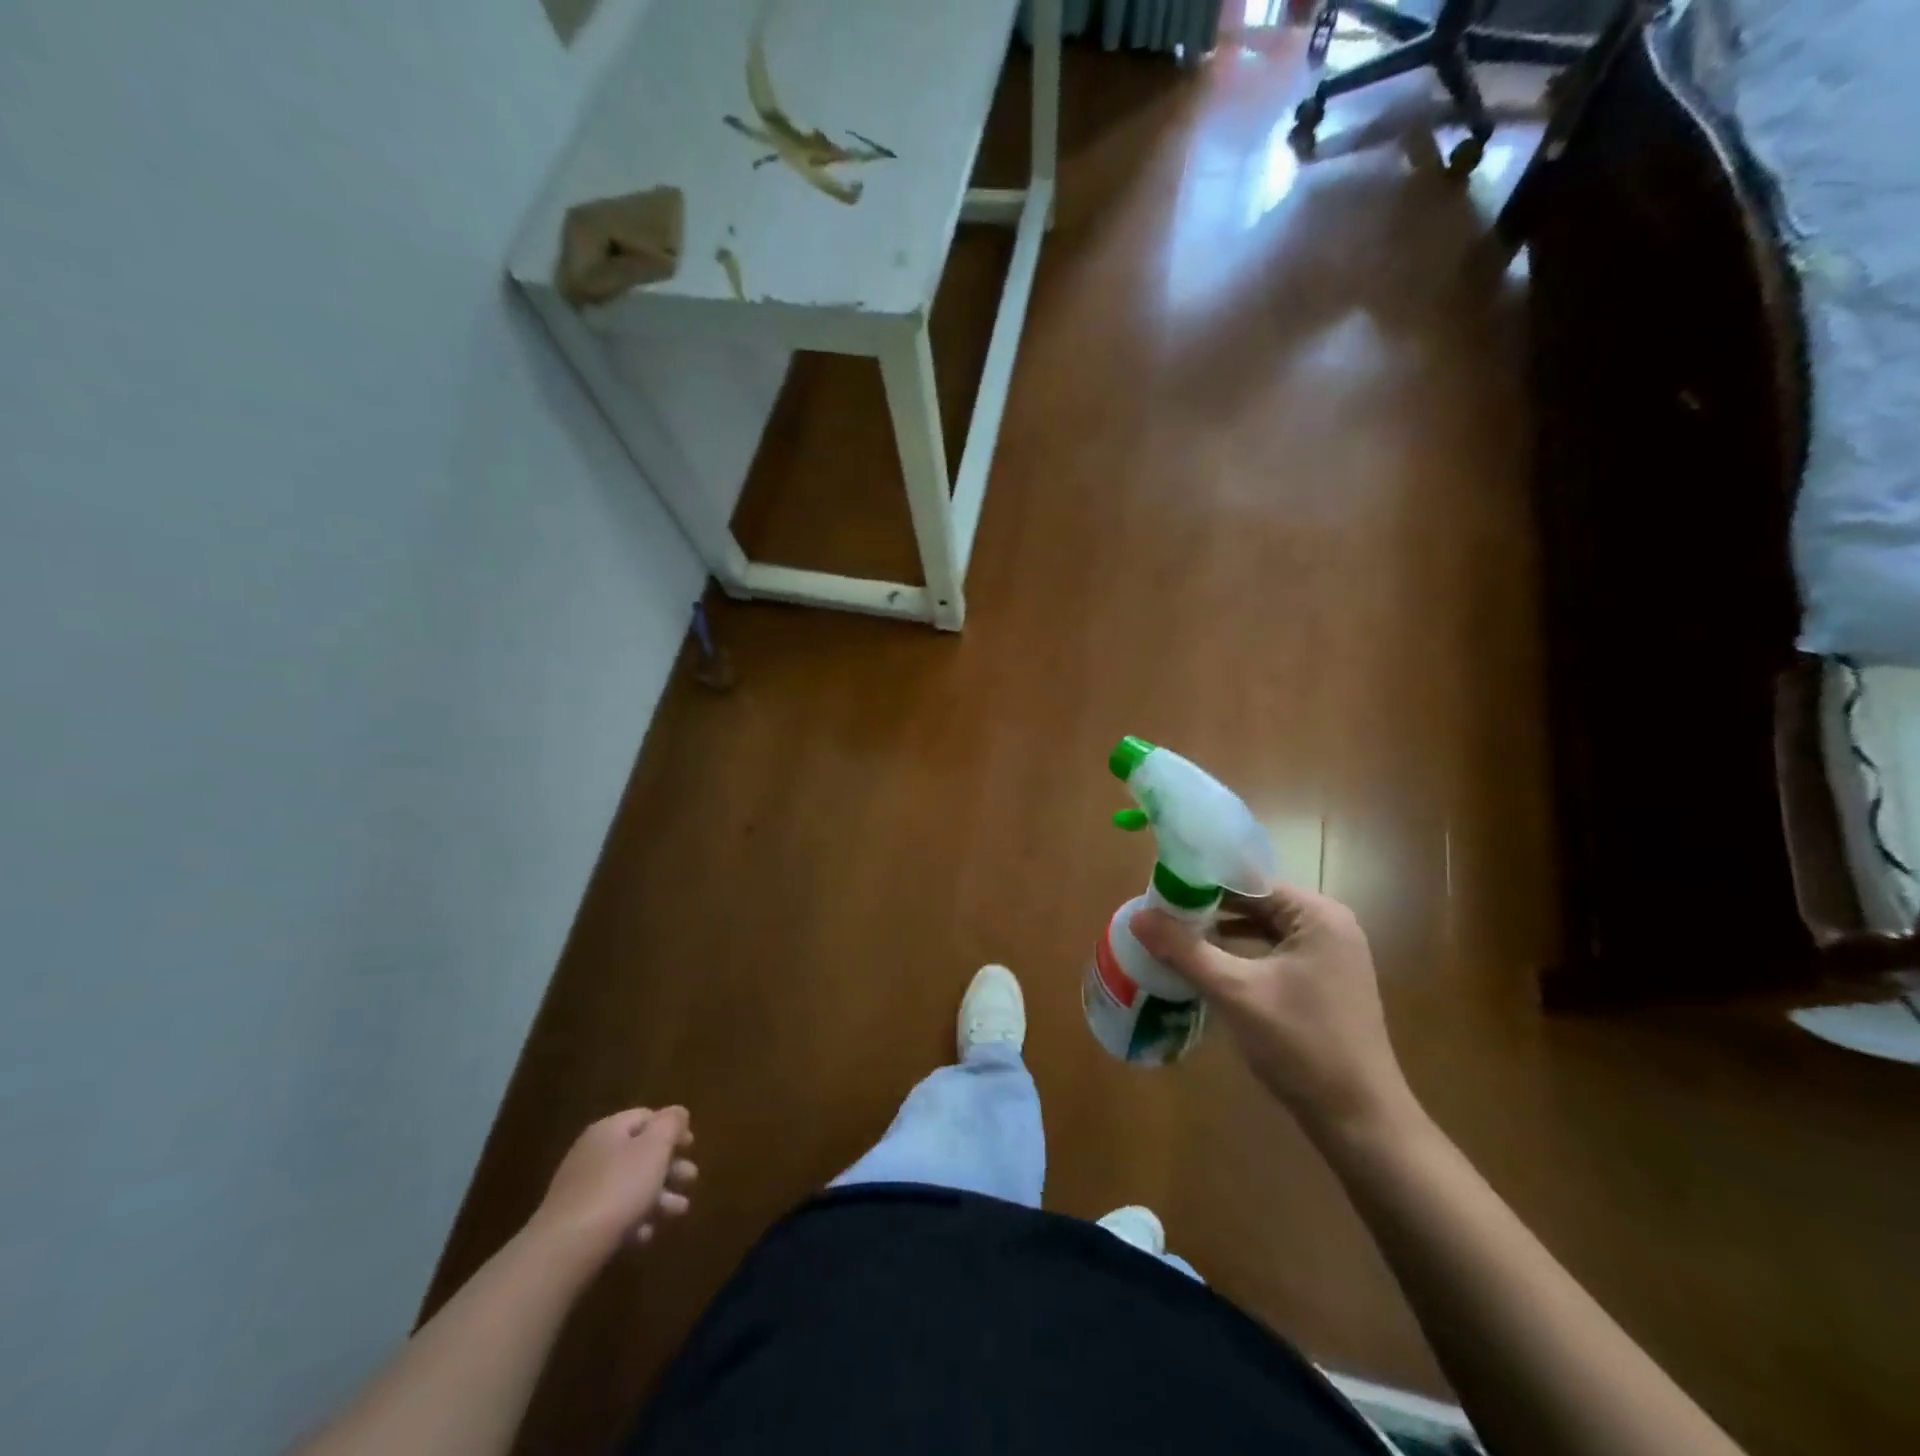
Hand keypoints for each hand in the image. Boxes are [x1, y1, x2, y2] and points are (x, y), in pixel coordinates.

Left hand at [532, 1107, 697, 1261]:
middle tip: (690, 1179)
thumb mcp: (655, 1148)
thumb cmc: (618, 1188)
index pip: (646, 1116)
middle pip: (639, 1152)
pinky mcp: (574, 1223)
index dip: (672, 1128)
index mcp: (609, 1129)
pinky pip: (611, 1214)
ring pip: (629, 1185)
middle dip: (669, 1166)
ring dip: (658, 1196)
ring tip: (679, 1212)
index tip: (692, 1147)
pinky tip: (646, 1235)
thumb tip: (677, 1112)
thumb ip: (671, 1124)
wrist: (565, 1249)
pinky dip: (633, 1220)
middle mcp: (592, 1153)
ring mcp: (580, 1189)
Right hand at [1132, 887, 1415, 1139]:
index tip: (1159, 892)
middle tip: (1160, 915)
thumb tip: (1138, 917)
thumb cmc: (1300, 1044)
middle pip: (1256, 903)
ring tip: (1175, 936)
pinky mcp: (1325, 983)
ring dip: (1222, 932)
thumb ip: (1185, 950)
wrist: (1359, 1119)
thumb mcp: (1235, 992)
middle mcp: (1329, 925)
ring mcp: (1331, 956)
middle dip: (1208, 909)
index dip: (1201, 884)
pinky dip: (1242, 954)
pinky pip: (1274, 952)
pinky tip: (1208, 966)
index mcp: (1317, 915)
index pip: (1248, 881)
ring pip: (1263, 929)